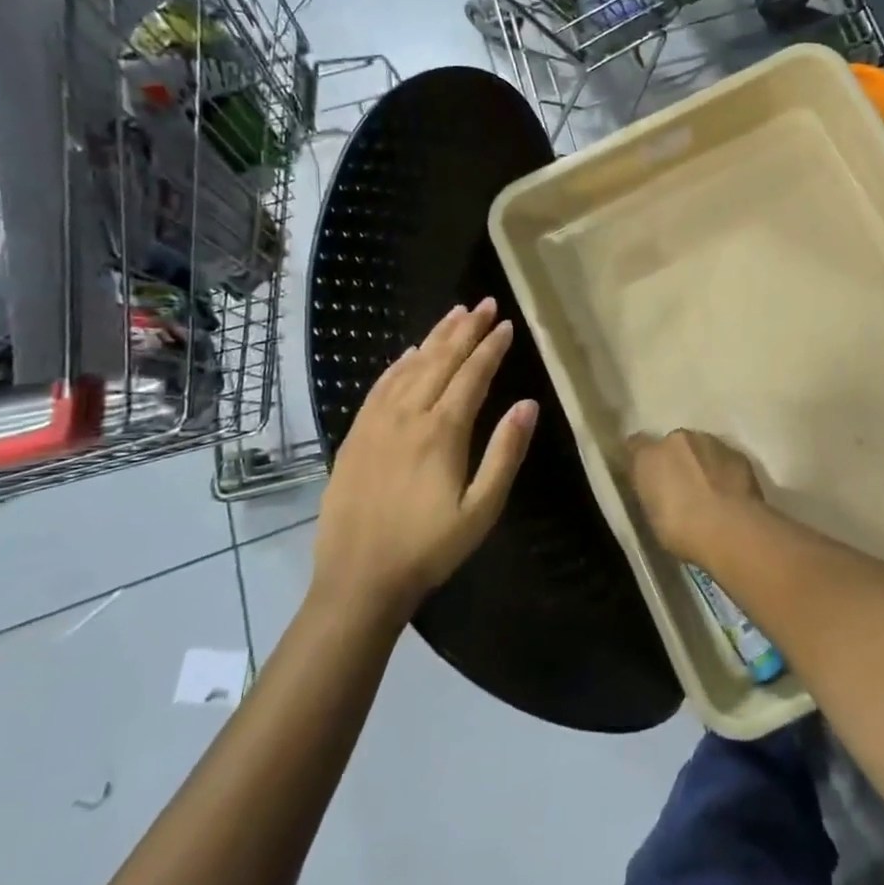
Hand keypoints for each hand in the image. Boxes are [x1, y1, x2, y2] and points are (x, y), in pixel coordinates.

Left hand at [313, 300, 537, 616]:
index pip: (472, 376)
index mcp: (442, 432)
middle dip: (465, 329)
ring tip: (454, 314)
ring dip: (434, 338)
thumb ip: (506, 453)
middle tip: (483, 303)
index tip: (505, 324)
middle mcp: (408, 416)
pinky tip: (409, 352)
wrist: (358, 580)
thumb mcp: (482, 509)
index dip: (490, 348)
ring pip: (409, 367)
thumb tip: (528, 404)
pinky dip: (397, 364)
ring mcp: (376, 423)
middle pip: (440, 360)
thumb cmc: (429, 548)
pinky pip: (379, 387)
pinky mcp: (355, 436)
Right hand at [626, 429, 770, 568]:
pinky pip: (723, 458)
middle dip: (674, 461)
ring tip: (708, 492)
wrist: (732, 529)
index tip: (644, 476)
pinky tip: (728, 493)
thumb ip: (651, 493)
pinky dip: (722, 470)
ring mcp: (710, 442)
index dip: (639, 459)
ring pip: (699, 448)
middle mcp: (677, 439)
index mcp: (648, 456)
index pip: (634, 445)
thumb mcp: (652, 517)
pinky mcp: (737, 452)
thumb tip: (655, 489)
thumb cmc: (682, 530)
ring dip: (700, 463)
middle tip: (680, 488)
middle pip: (671, 445)